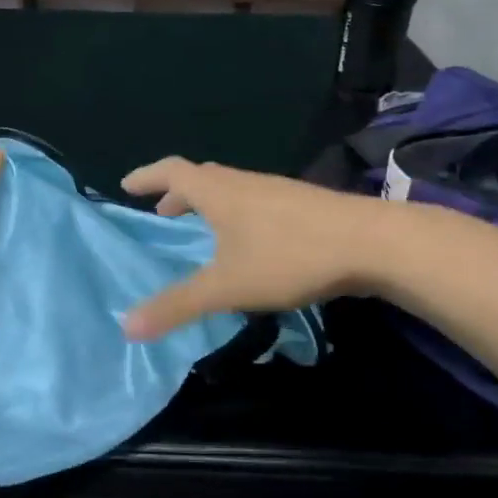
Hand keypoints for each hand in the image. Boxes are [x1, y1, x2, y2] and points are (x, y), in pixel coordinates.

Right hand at [119, 158, 387, 339]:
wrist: (371, 242)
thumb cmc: (288, 256)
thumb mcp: (226, 286)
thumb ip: (177, 305)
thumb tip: (125, 326)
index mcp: (217, 192)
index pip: (171, 172)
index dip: (146, 176)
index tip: (126, 185)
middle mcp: (243, 183)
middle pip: (201, 178)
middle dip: (176, 194)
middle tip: (162, 213)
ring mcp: (275, 191)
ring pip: (230, 190)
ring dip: (207, 205)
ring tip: (202, 232)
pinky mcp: (301, 205)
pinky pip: (253, 202)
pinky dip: (235, 214)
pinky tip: (248, 244)